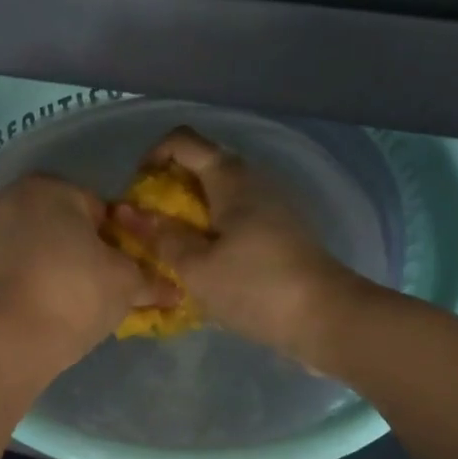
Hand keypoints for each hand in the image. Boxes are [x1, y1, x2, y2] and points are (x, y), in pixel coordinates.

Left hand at [0, 174, 173, 365]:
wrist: (8, 338)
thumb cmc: (75, 293)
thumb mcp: (126, 283)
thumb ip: (150, 279)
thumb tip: (174, 290)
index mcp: (50, 187)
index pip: (98, 209)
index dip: (117, 240)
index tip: (123, 270)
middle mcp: (10, 197)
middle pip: (61, 223)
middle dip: (80, 249)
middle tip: (98, 286)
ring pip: (32, 243)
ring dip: (50, 263)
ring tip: (68, 301)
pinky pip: (8, 265)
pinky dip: (23, 278)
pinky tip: (37, 305)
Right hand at [111, 127, 358, 358]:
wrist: (327, 318)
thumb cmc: (255, 287)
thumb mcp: (196, 267)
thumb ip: (161, 236)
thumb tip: (130, 213)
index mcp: (230, 178)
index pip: (183, 140)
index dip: (153, 155)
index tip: (138, 190)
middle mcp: (252, 180)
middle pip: (201, 165)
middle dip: (168, 188)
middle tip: (149, 224)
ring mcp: (270, 205)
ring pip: (218, 193)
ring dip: (189, 212)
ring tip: (171, 247)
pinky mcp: (280, 230)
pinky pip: (235, 216)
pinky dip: (212, 228)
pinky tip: (203, 263)